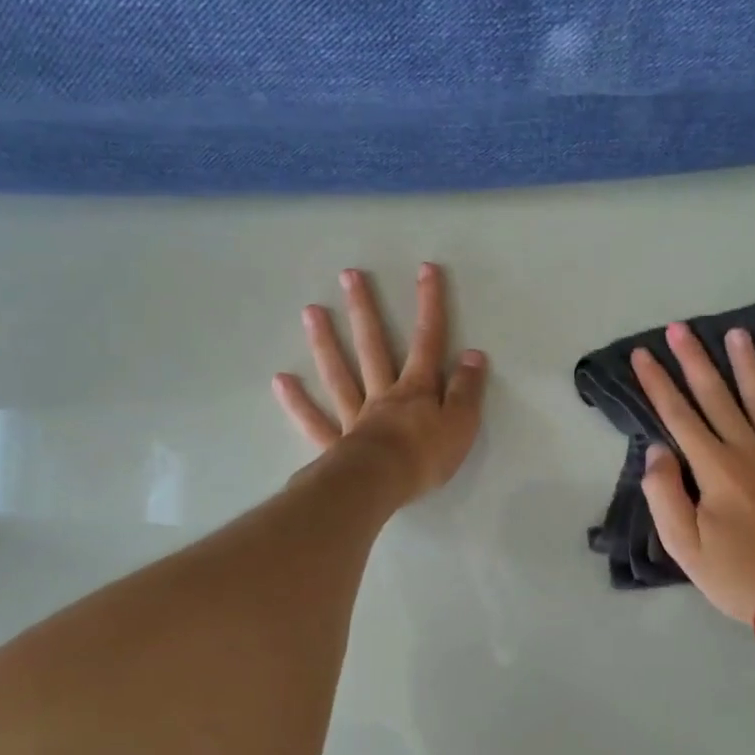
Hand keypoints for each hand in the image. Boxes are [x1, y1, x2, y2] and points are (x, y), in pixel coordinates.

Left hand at [273, 263, 488, 504]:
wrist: (380, 485)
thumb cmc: (425, 456)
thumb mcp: (461, 423)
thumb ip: (467, 390)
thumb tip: (473, 355)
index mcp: (416, 389)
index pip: (428, 341)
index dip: (430, 304)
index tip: (426, 269)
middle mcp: (382, 394)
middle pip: (372, 346)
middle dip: (364, 310)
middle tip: (349, 276)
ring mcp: (354, 416)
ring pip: (339, 374)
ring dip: (326, 342)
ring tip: (311, 311)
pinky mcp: (335, 444)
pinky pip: (314, 420)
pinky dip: (297, 402)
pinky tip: (281, 381)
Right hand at [631, 322, 754, 623]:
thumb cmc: (736, 574)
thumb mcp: (684, 545)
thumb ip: (665, 494)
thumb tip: (658, 450)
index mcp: (715, 468)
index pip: (678, 416)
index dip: (657, 383)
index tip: (642, 354)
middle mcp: (749, 451)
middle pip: (717, 397)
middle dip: (695, 360)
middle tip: (680, 328)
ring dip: (748, 365)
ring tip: (738, 333)